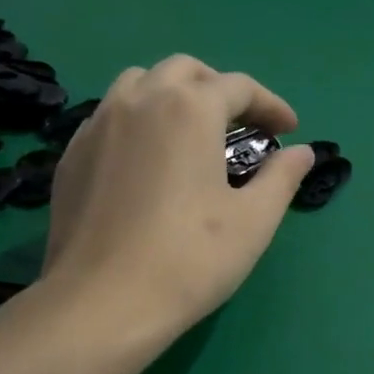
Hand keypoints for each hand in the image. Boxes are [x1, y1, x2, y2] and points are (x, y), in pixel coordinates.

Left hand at [32, 55, 314, 336]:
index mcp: (189, 109)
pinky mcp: (72, 154)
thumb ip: (282, 177)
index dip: (271, 105)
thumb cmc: (190, 259)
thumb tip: (302, 152)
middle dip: (220, 89)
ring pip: (140, 84)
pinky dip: (139, 120)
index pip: (239, 87)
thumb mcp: (253, 220)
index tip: (289, 130)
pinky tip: (148, 160)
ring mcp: (97, 124)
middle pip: (185, 71)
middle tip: (242, 125)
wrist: (103, 303)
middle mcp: (140, 101)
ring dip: (174, 95)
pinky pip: (110, 115)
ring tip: (192, 134)